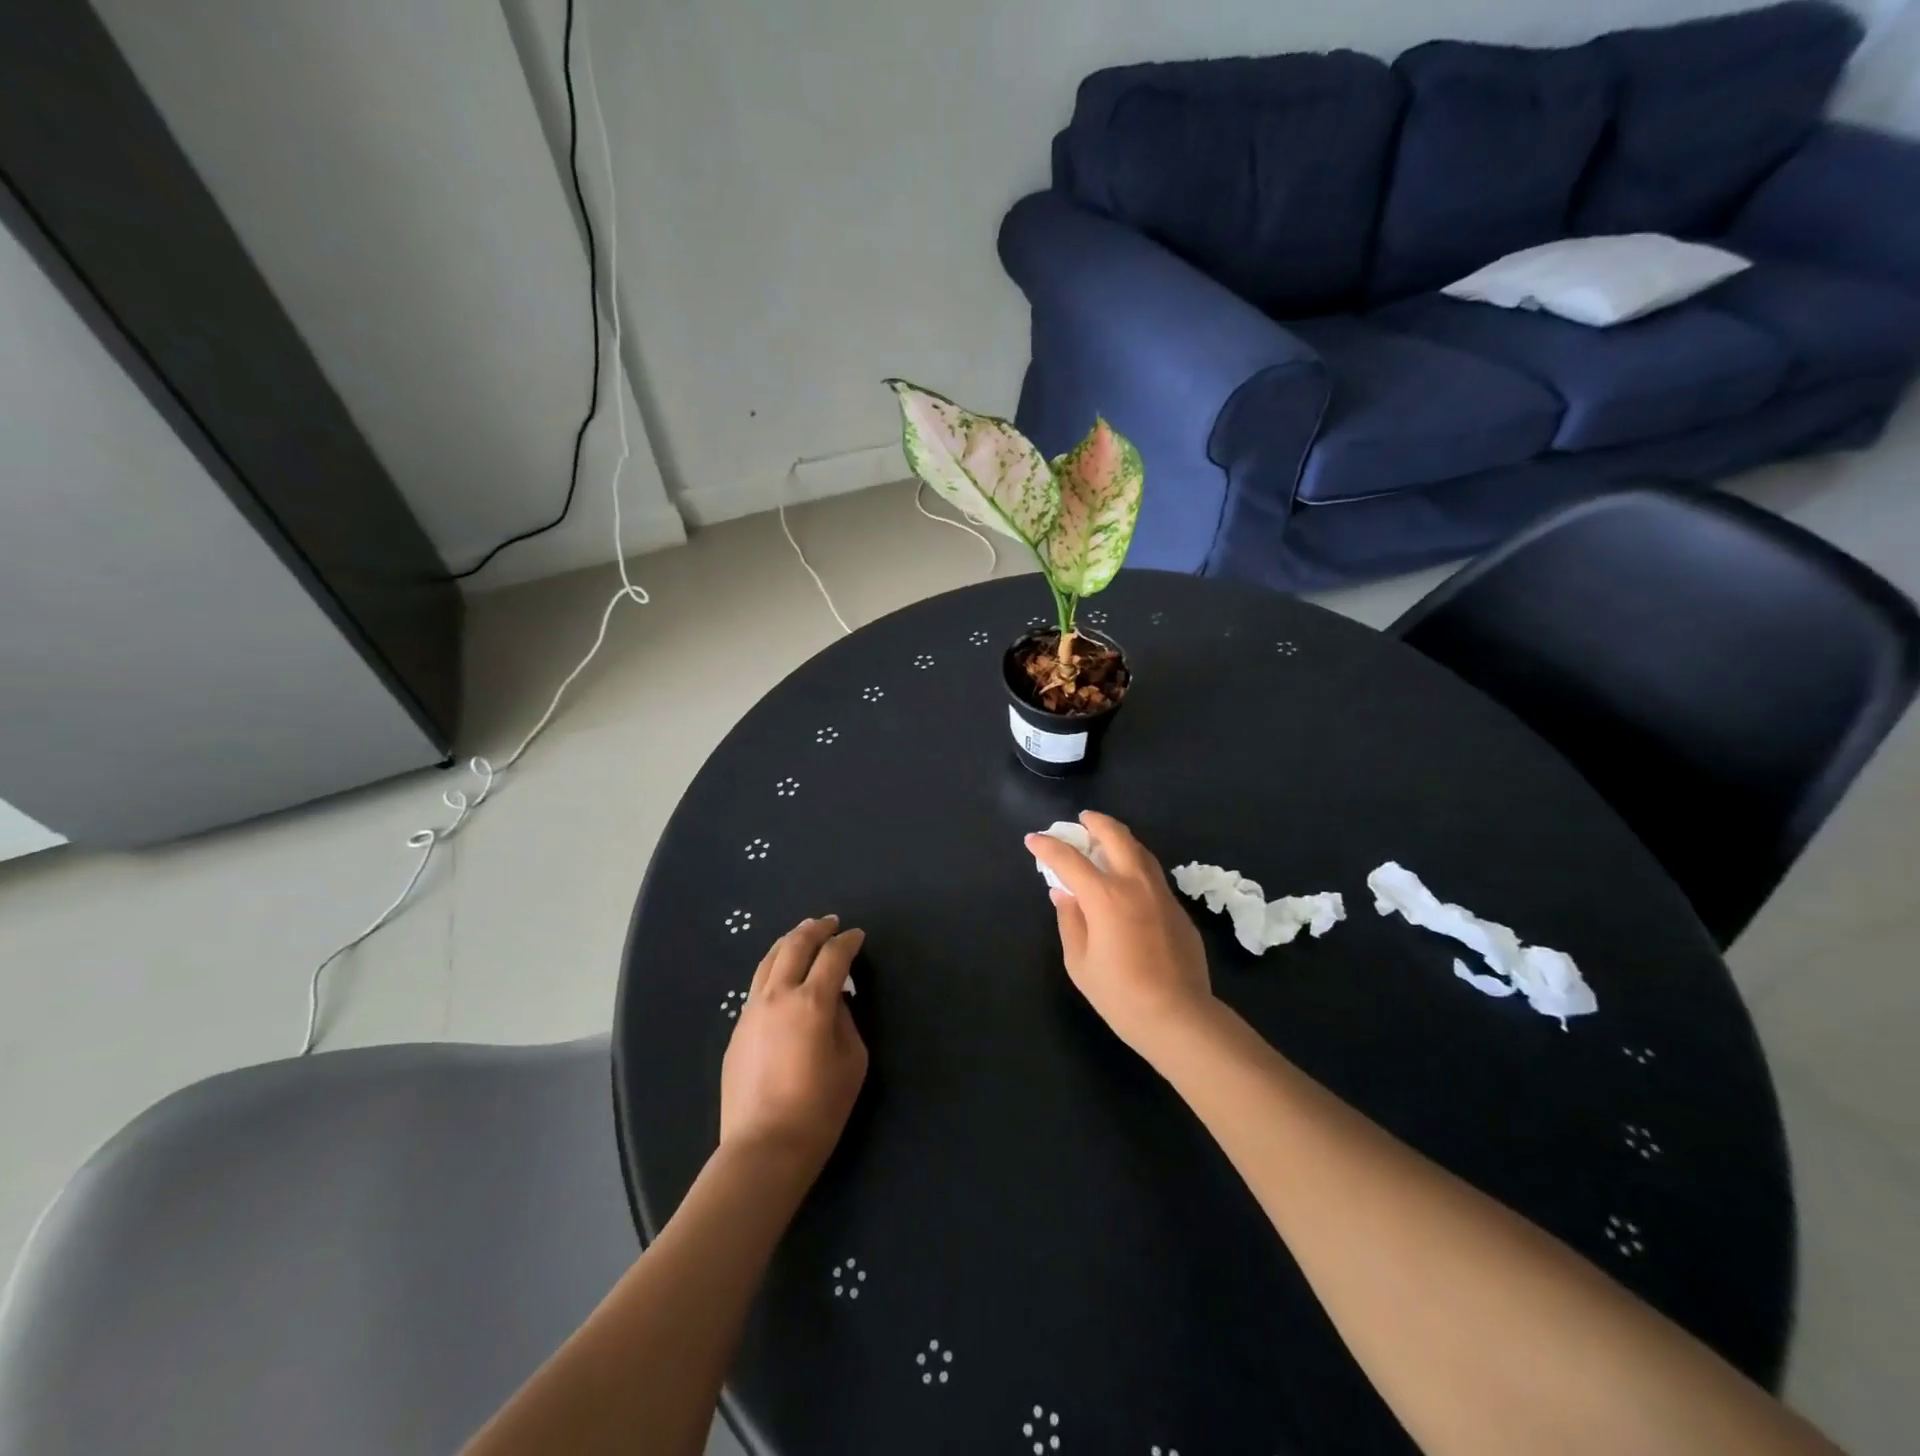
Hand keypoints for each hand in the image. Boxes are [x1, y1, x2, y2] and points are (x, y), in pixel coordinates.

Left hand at [720, 916, 868, 1178]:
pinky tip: (782, 977)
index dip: (848, 942)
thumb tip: (835, 1002)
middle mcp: (778, 996)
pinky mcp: (737, 1030)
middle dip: (815, 929)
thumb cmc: (819, 1109)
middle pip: (795, 945)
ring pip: (769, 960)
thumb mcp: (852, 1062)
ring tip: (802, 935)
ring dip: (789, 942)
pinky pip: (757, 986)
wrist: (763, 1148)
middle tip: (830, 923)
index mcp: (811, 1002)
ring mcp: (752, 1011)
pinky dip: (774, 969)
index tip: (857, 936)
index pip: (833, 956)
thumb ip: (846, 1022)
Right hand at [1025, 812, 1213, 1059]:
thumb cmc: (1120, 994)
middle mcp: (1135, 884)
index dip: (1047, 846)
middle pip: (1115, 836)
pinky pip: (1152, 873)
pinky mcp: (1178, 908)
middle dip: (1095, 822)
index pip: (1069, 859)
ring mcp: (1161, 893)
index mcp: (1105, 896)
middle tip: (1082, 821)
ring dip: (1119, 838)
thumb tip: (1063, 894)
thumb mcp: (1079, 961)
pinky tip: (1127, 878)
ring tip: (1105, 841)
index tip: (1033, 840)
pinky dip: (1135, 863)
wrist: (1178, 1016)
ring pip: (1140, 849)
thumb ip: (1069, 920)